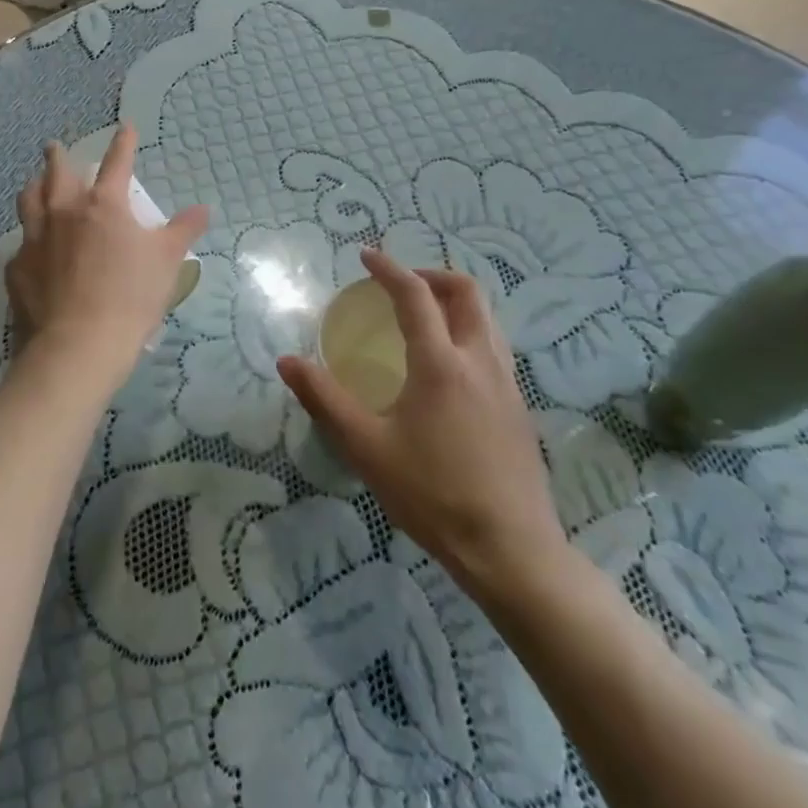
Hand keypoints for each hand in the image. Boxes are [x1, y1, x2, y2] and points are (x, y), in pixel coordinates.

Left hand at [6, 125, 208, 396]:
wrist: (78, 346)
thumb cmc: (130, 297)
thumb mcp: (167, 262)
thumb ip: (183, 231)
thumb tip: (203, 209)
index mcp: (104, 206)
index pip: (116, 163)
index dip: (123, 144)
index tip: (125, 128)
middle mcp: (64, 213)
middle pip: (56, 174)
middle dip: (57, 156)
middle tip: (54, 146)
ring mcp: (35, 239)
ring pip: (29, 201)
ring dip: (34, 187)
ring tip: (35, 183)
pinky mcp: (17, 269)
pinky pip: (22, 244)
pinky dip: (29, 239)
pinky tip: (32, 250)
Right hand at [278, 250, 570, 600]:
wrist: (512, 550)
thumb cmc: (433, 495)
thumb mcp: (367, 448)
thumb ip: (325, 400)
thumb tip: (287, 361)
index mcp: (441, 363)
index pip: (415, 296)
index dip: (389, 269)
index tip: (366, 257)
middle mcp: (480, 361)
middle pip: (467, 293)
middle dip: (432, 276)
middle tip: (401, 285)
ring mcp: (507, 384)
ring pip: (487, 319)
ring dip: (455, 303)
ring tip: (424, 318)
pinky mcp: (520, 408)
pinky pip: (494, 348)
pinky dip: (469, 332)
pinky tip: (449, 368)